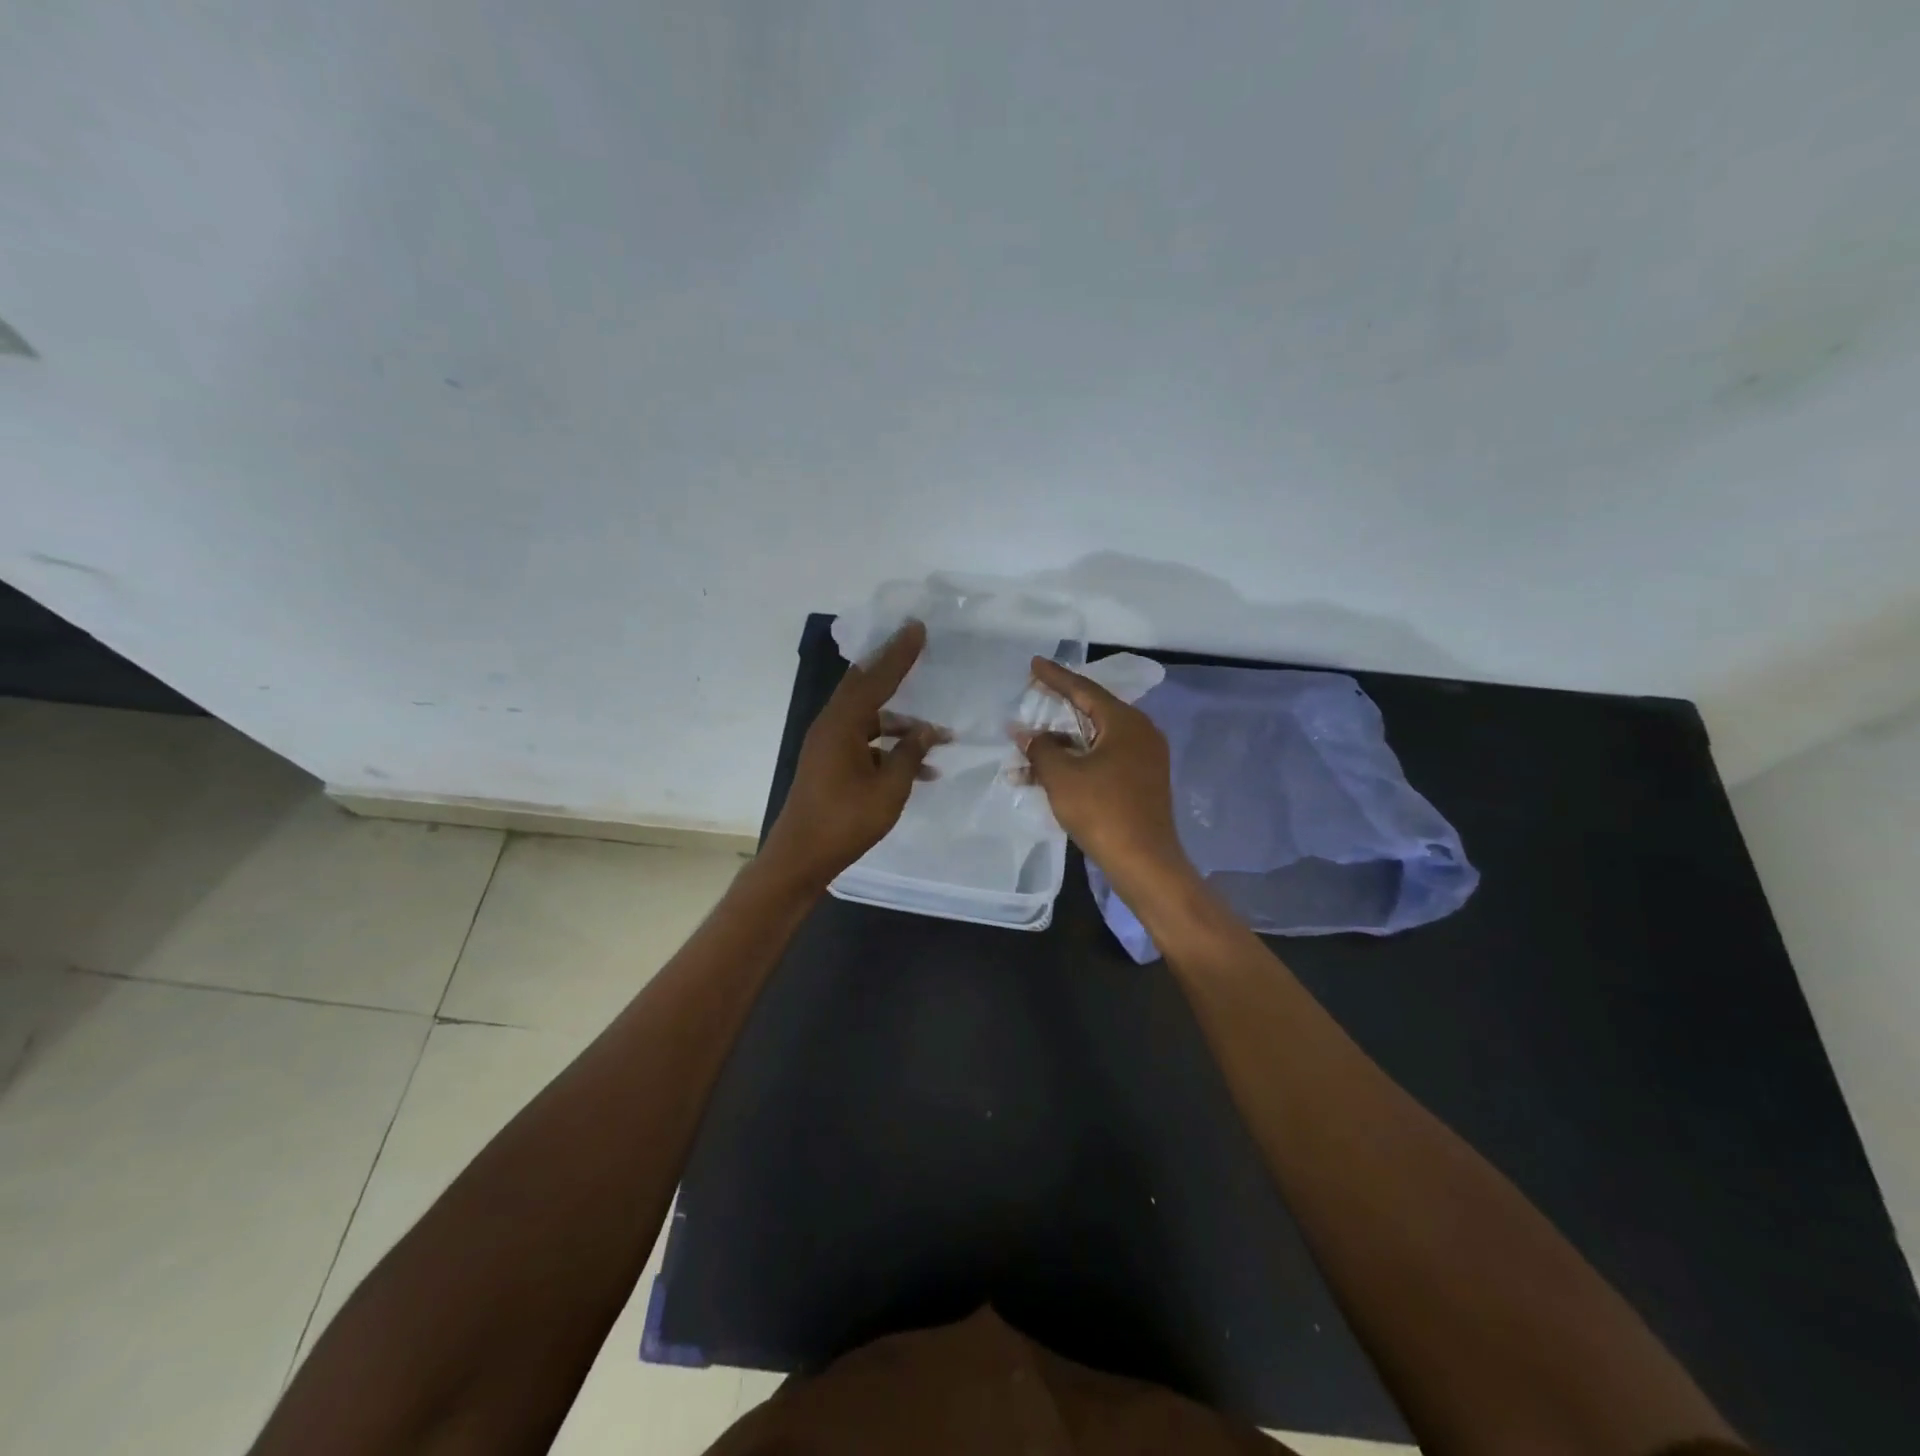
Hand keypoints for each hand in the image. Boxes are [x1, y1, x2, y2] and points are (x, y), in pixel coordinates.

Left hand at [761, 621, 946, 889]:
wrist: (800, 858)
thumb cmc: (845, 822)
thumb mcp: (888, 789)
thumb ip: (910, 755)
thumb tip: (926, 730)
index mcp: (841, 725)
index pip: (875, 679)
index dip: (899, 654)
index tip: (917, 628)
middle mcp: (831, 727)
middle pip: (866, 688)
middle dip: (893, 671)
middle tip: (917, 649)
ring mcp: (828, 746)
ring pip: (869, 720)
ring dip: (901, 725)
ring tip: (939, 736)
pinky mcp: (829, 764)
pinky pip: (865, 743)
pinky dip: (889, 749)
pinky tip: (921, 769)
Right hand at [1014, 657, 1194, 893]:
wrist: (1143, 862)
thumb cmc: (1102, 811)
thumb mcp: (1062, 776)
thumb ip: (1040, 748)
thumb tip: (1026, 734)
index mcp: (1125, 722)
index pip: (1084, 689)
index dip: (1055, 677)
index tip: (1034, 664)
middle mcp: (1140, 733)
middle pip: (1091, 712)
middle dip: (1057, 709)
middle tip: (1032, 695)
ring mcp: (1143, 759)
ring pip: (1094, 740)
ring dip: (1060, 744)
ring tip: (1027, 745)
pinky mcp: (1139, 782)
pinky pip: (1101, 760)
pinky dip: (1075, 762)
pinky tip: (1046, 773)